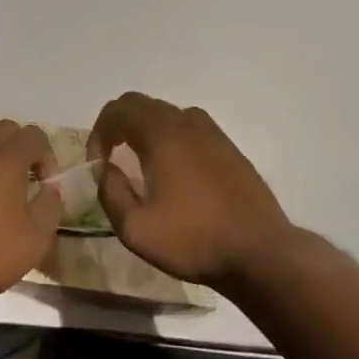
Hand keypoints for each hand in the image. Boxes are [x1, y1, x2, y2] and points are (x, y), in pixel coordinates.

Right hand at [91, 92, 293, 286]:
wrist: (260, 254)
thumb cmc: (193, 239)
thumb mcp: (135, 228)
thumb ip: (110, 193)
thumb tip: (106, 169)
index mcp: (161, 133)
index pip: (118, 109)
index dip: (99, 132)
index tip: (98, 162)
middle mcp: (186, 122)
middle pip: (142, 104)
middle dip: (119, 125)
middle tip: (111, 156)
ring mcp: (212, 133)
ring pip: (168, 114)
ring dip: (146, 129)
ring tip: (141, 160)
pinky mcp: (230, 149)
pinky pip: (190, 128)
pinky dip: (171, 138)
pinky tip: (174, 170)